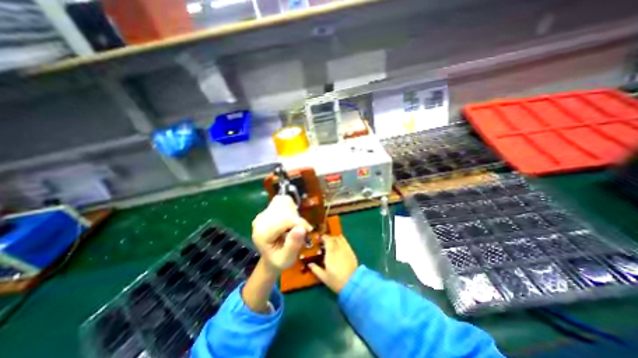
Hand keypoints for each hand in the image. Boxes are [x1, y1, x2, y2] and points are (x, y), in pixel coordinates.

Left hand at [252, 196, 310, 270]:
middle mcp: (260, 220)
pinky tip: (290, 218)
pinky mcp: (267, 209)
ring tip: (294, 225)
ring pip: (284, 202)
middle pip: (284, 208)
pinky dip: (291, 207)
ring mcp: (263, 213)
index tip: (308, 230)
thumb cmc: (280, 260)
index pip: (284, 219)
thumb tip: (301, 228)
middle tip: (301, 229)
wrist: (271, 257)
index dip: (299, 222)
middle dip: (296, 217)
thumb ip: (293, 245)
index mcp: (262, 234)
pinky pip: (283, 200)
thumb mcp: (287, 259)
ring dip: (294, 212)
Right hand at [310, 235, 358, 292]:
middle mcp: (338, 248)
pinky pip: (346, 242)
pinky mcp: (351, 251)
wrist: (352, 284)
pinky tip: (339, 244)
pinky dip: (341, 240)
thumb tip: (309, 264)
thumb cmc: (336, 280)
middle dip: (328, 238)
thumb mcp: (323, 277)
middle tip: (324, 242)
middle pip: (333, 238)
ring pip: (340, 238)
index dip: (323, 238)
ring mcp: (346, 249)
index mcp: (330, 252)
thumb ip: (315, 269)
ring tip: (331, 242)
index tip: (319, 239)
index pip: (327, 239)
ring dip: (335, 238)